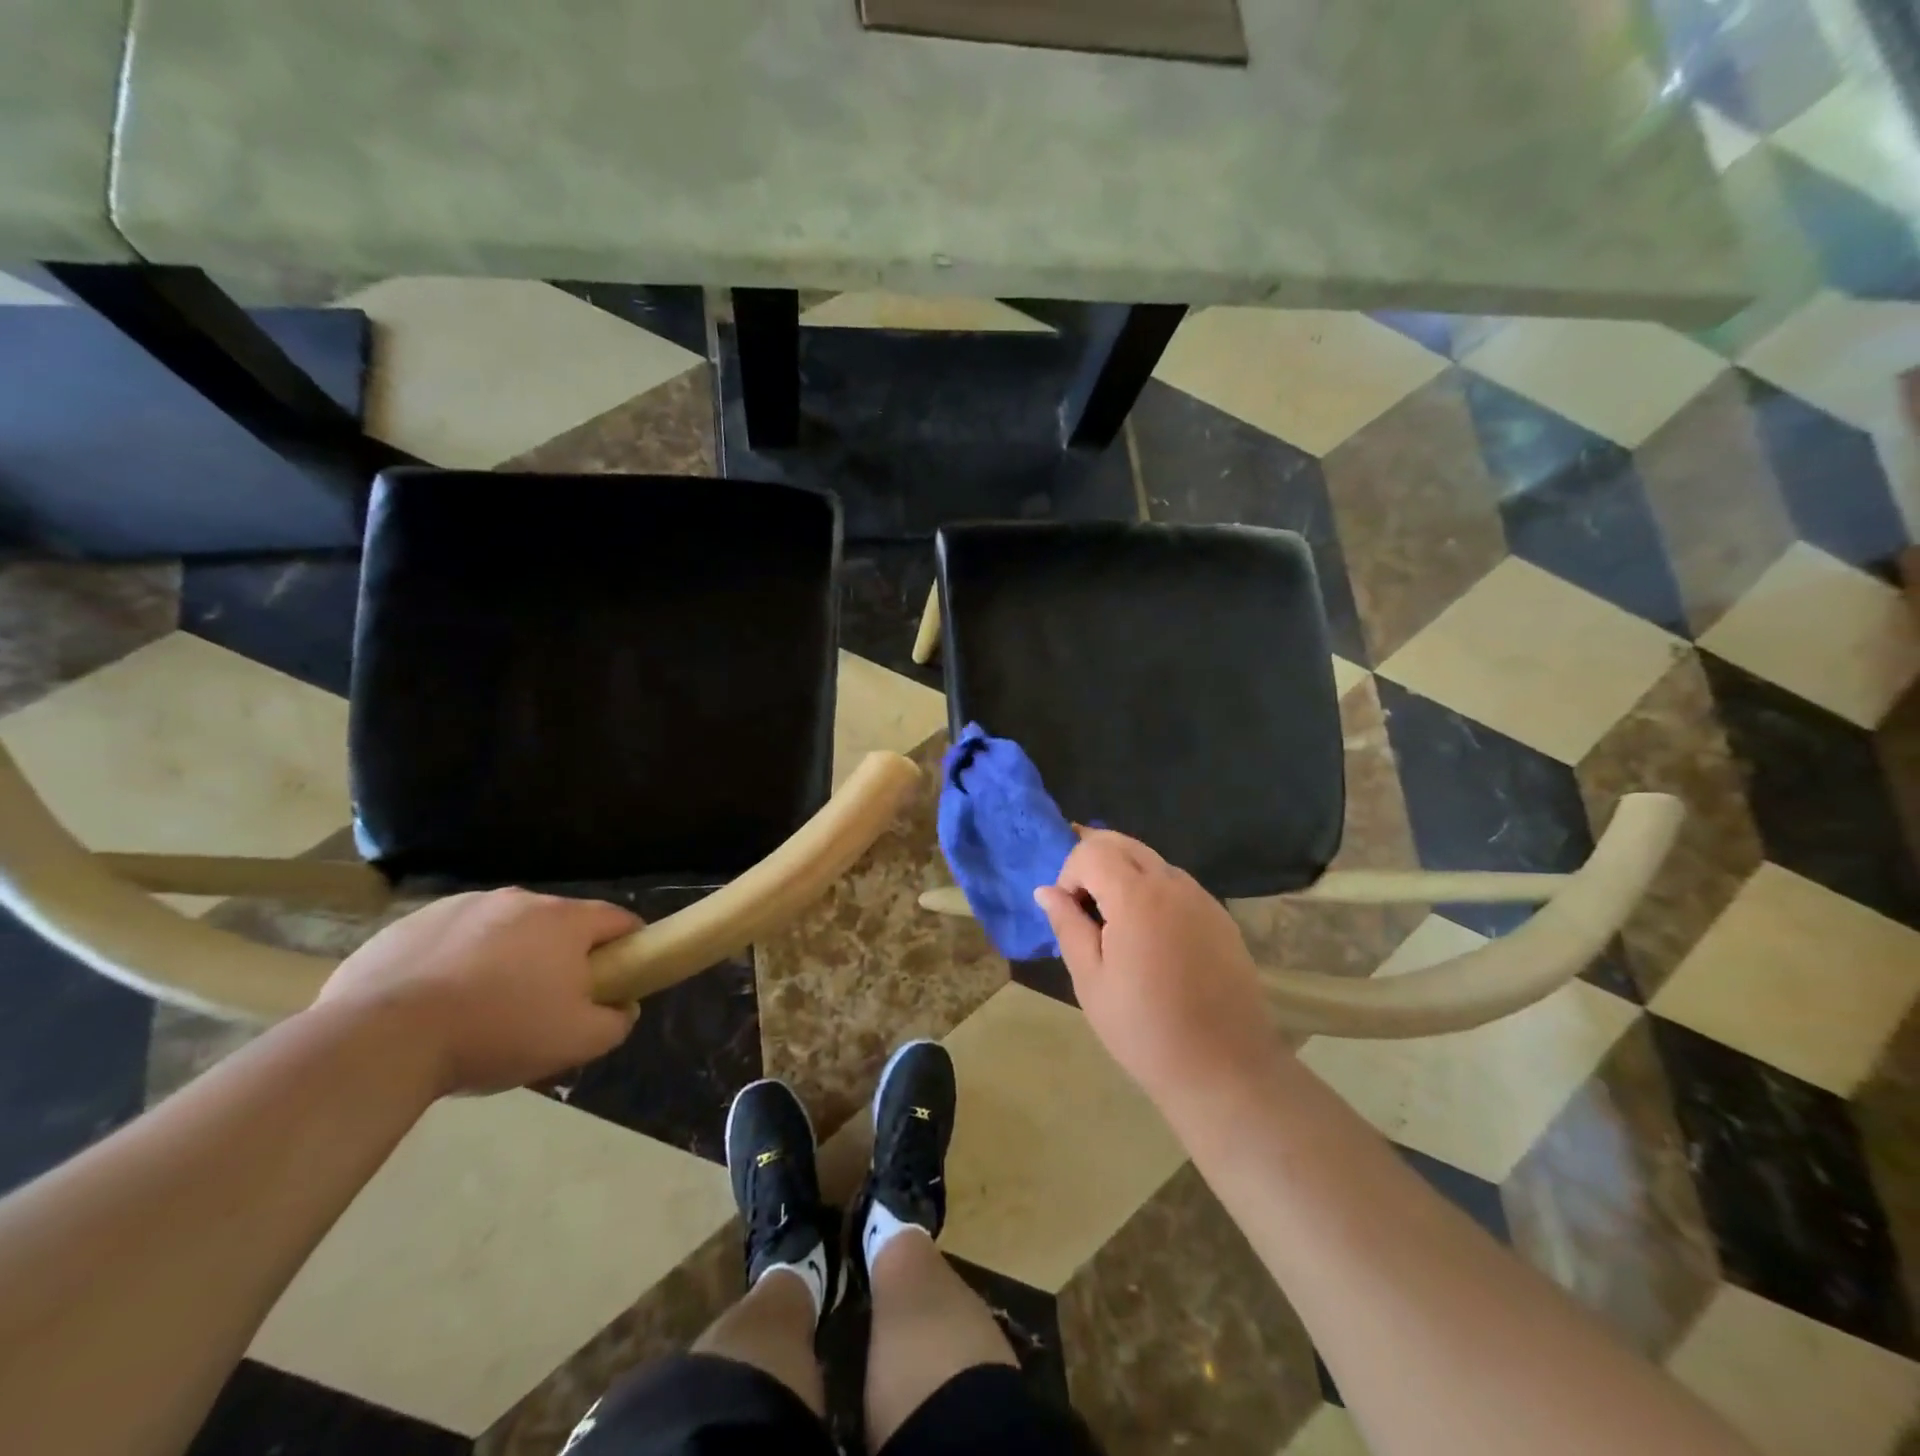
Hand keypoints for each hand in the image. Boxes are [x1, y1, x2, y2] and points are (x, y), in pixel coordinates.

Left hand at [317, 888, 641, 1095]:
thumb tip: (622, 1006)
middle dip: (562, 954)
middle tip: (548, 1000)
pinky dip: (457, 960)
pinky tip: (438, 1001)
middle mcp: (519, 899)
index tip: (621, 973)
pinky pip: (452, 938)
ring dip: (507, 955)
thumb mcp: (576, 1041)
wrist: (381, 1040)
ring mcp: (462, 906)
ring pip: (503, 928)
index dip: (628, 944)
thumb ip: (616, 1022)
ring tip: (485, 1004)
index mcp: (565, 920)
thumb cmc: (496, 1032)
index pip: (617, 919)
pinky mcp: (411, 923)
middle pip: (558, 923)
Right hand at [1035, 832, 1282, 1110]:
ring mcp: (1202, 898)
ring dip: (1123, 874)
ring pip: (1151, 860)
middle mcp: (1172, 884)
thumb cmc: (1144, 1028)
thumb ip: (1067, 925)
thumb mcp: (1090, 980)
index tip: (1069, 914)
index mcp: (1137, 896)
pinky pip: (1176, 885)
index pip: (1092, 851)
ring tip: (1114, 925)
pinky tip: (1150, 938)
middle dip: (1094, 861)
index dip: (1070, 873)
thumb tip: (1046, 891)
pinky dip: (1152, 891)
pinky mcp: (1220, 917)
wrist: (1224, 1069)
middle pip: (1124, 843)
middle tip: (1083, 906)